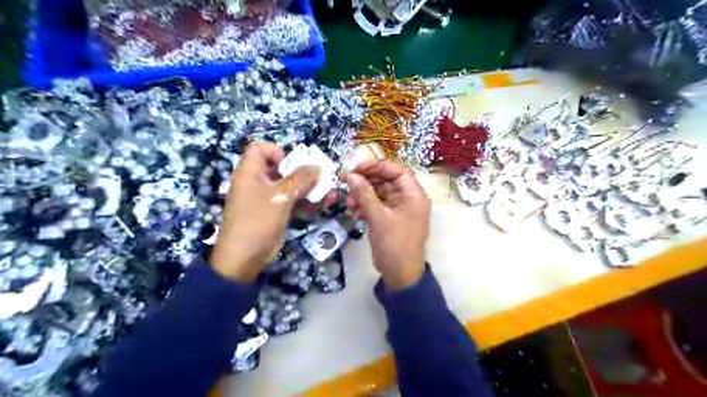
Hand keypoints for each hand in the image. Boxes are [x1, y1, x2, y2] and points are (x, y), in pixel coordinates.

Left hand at [209, 142, 319, 282]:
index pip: (259, 148)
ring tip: (330, 191)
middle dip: (303, 171)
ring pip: (291, 186)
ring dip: (311, 188)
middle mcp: (259, 182)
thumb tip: (316, 166)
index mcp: (251, 172)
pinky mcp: (277, 212)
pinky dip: (308, 202)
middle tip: (320, 177)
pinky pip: (294, 201)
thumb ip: (300, 179)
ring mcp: (268, 198)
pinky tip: (326, 203)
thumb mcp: (280, 196)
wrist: (245, 257)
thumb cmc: (258, 219)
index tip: (291, 164)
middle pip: (281, 168)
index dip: (276, 151)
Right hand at [344, 159, 431, 289]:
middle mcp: (409, 198)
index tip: (356, 168)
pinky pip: (378, 204)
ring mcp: (400, 208)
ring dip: (363, 195)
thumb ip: (364, 194)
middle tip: (347, 182)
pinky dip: (366, 206)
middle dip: (367, 182)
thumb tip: (351, 175)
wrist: (400, 274)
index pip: (397, 170)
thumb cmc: (394, 244)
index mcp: (414, 194)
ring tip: (349, 203)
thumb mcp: (378, 218)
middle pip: (387, 180)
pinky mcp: (391, 218)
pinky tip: (355, 213)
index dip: (377, 166)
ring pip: (380, 192)